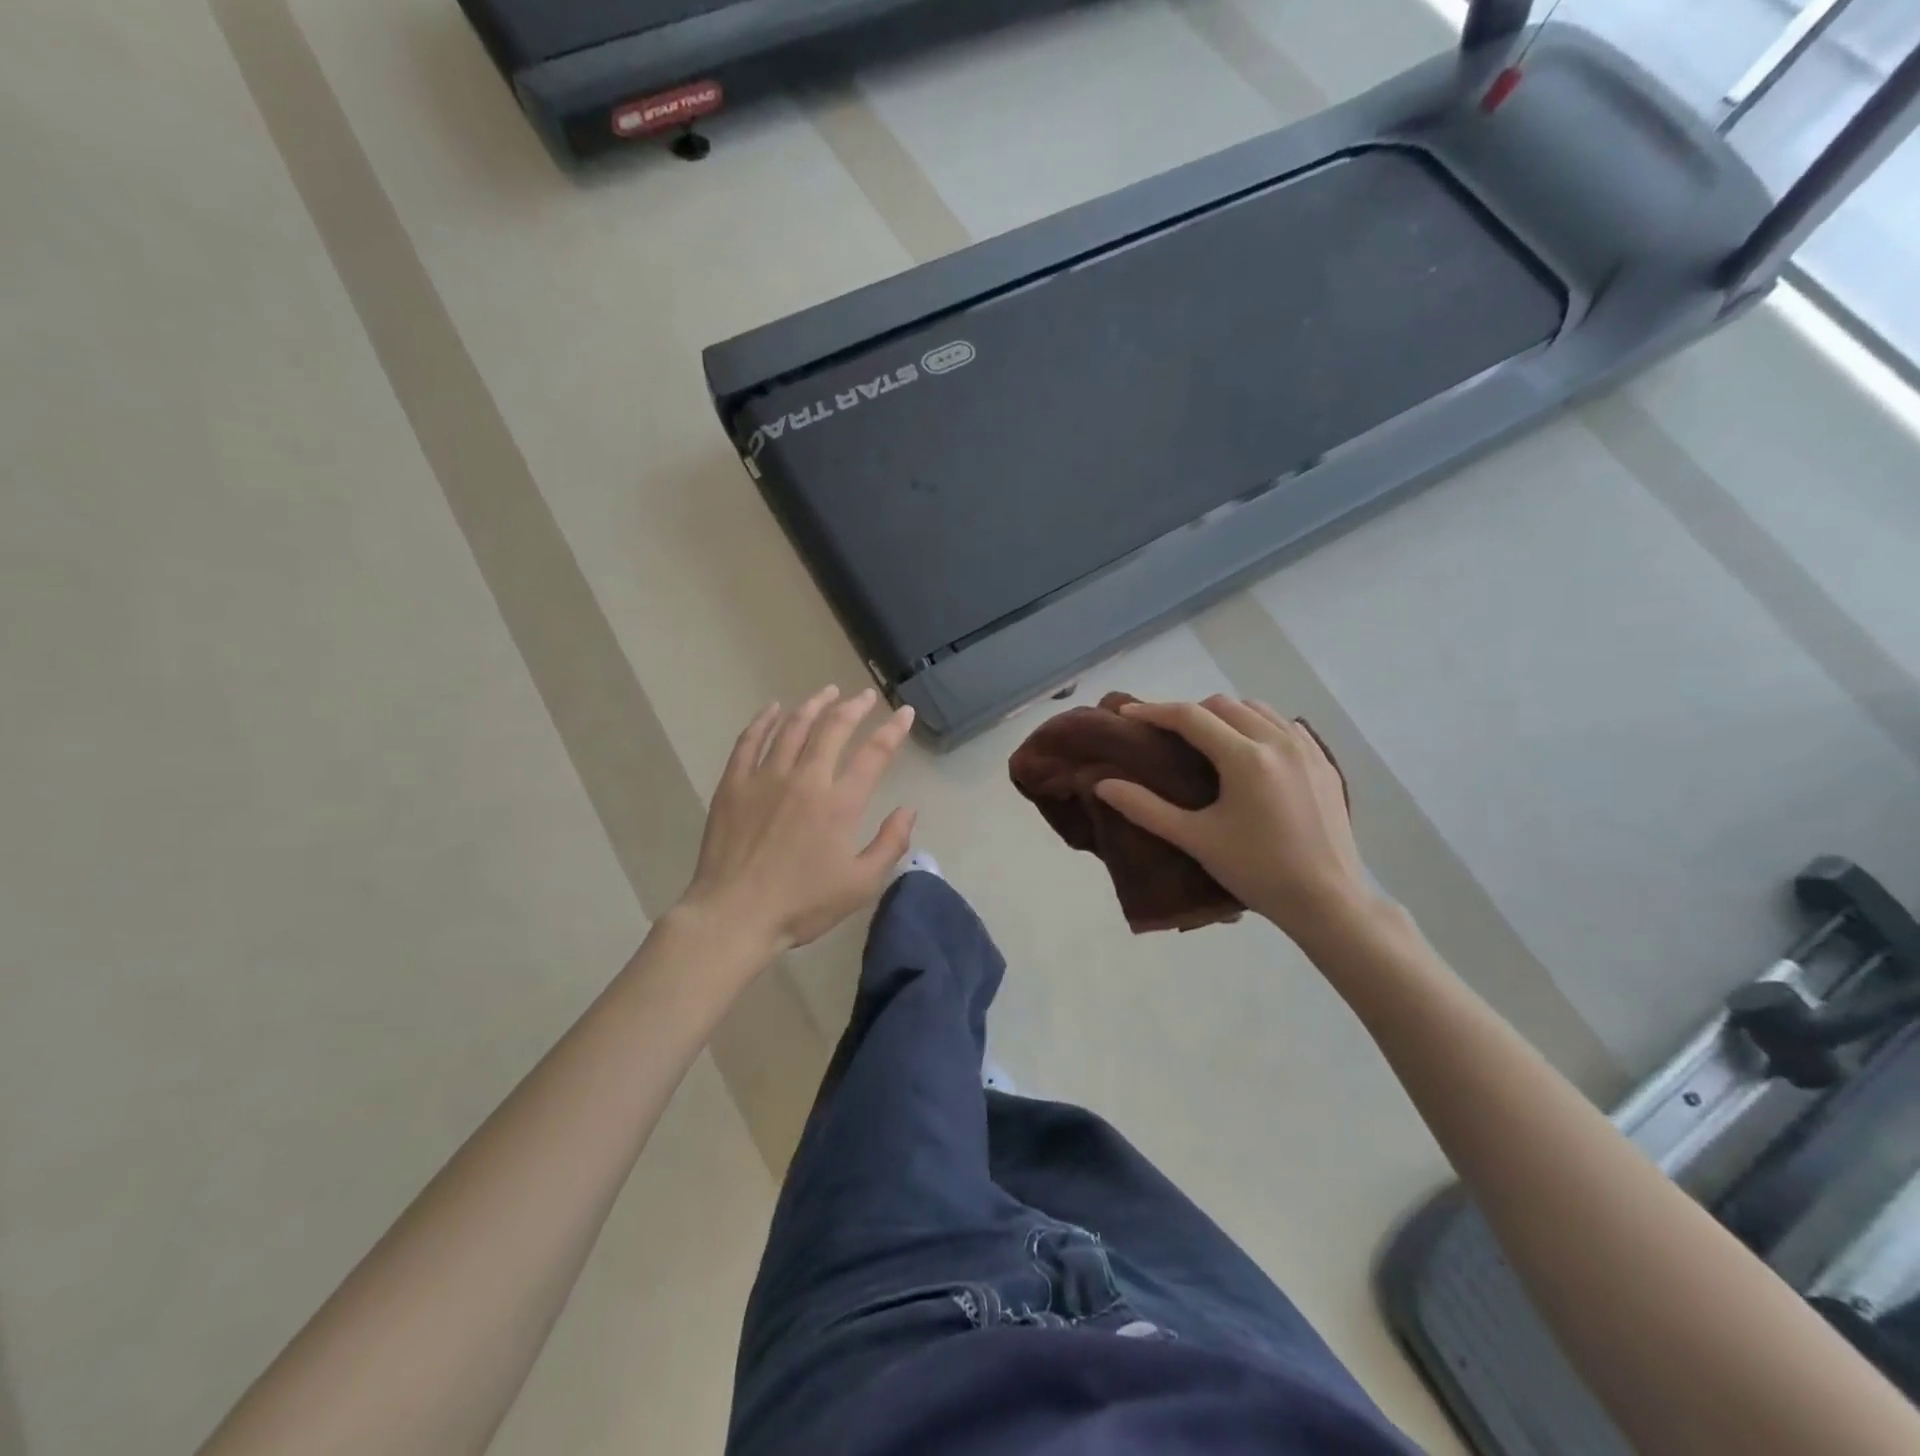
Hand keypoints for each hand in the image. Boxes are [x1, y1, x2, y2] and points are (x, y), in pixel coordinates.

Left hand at [679, 686, 917, 955]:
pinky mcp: (734, 784)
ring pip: (793, 727)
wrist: (734, 915)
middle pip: (833, 729)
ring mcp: (766, 777)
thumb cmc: (802, 904)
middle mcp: (806, 779)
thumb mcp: (860, 885)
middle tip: (865, 696)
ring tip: (827, 692)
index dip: (893, 730)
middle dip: (854, 707)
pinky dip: (764, 720)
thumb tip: (908, 810)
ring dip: (813, 705)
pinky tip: (773, 709)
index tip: (905, 712)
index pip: (874, 754)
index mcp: (840, 803)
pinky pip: (750, 740)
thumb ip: (890, 844)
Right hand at [1094, 696, 1375, 942]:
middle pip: (1223, 705)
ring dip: (1226, 715)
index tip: (1127, 714)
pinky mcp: (1324, 763)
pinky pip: (1285, 725)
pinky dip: (1259, 725)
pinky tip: (1250, 751)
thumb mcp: (1196, 840)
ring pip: (1257, 709)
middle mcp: (1278, 741)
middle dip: (1189, 713)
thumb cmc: (1257, 872)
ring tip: (1207, 741)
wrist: (1328, 901)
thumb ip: (1145, 808)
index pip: (1190, 717)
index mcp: (1246, 758)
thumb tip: (1102, 784)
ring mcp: (1307, 749)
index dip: (1154, 711)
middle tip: (1166, 736)